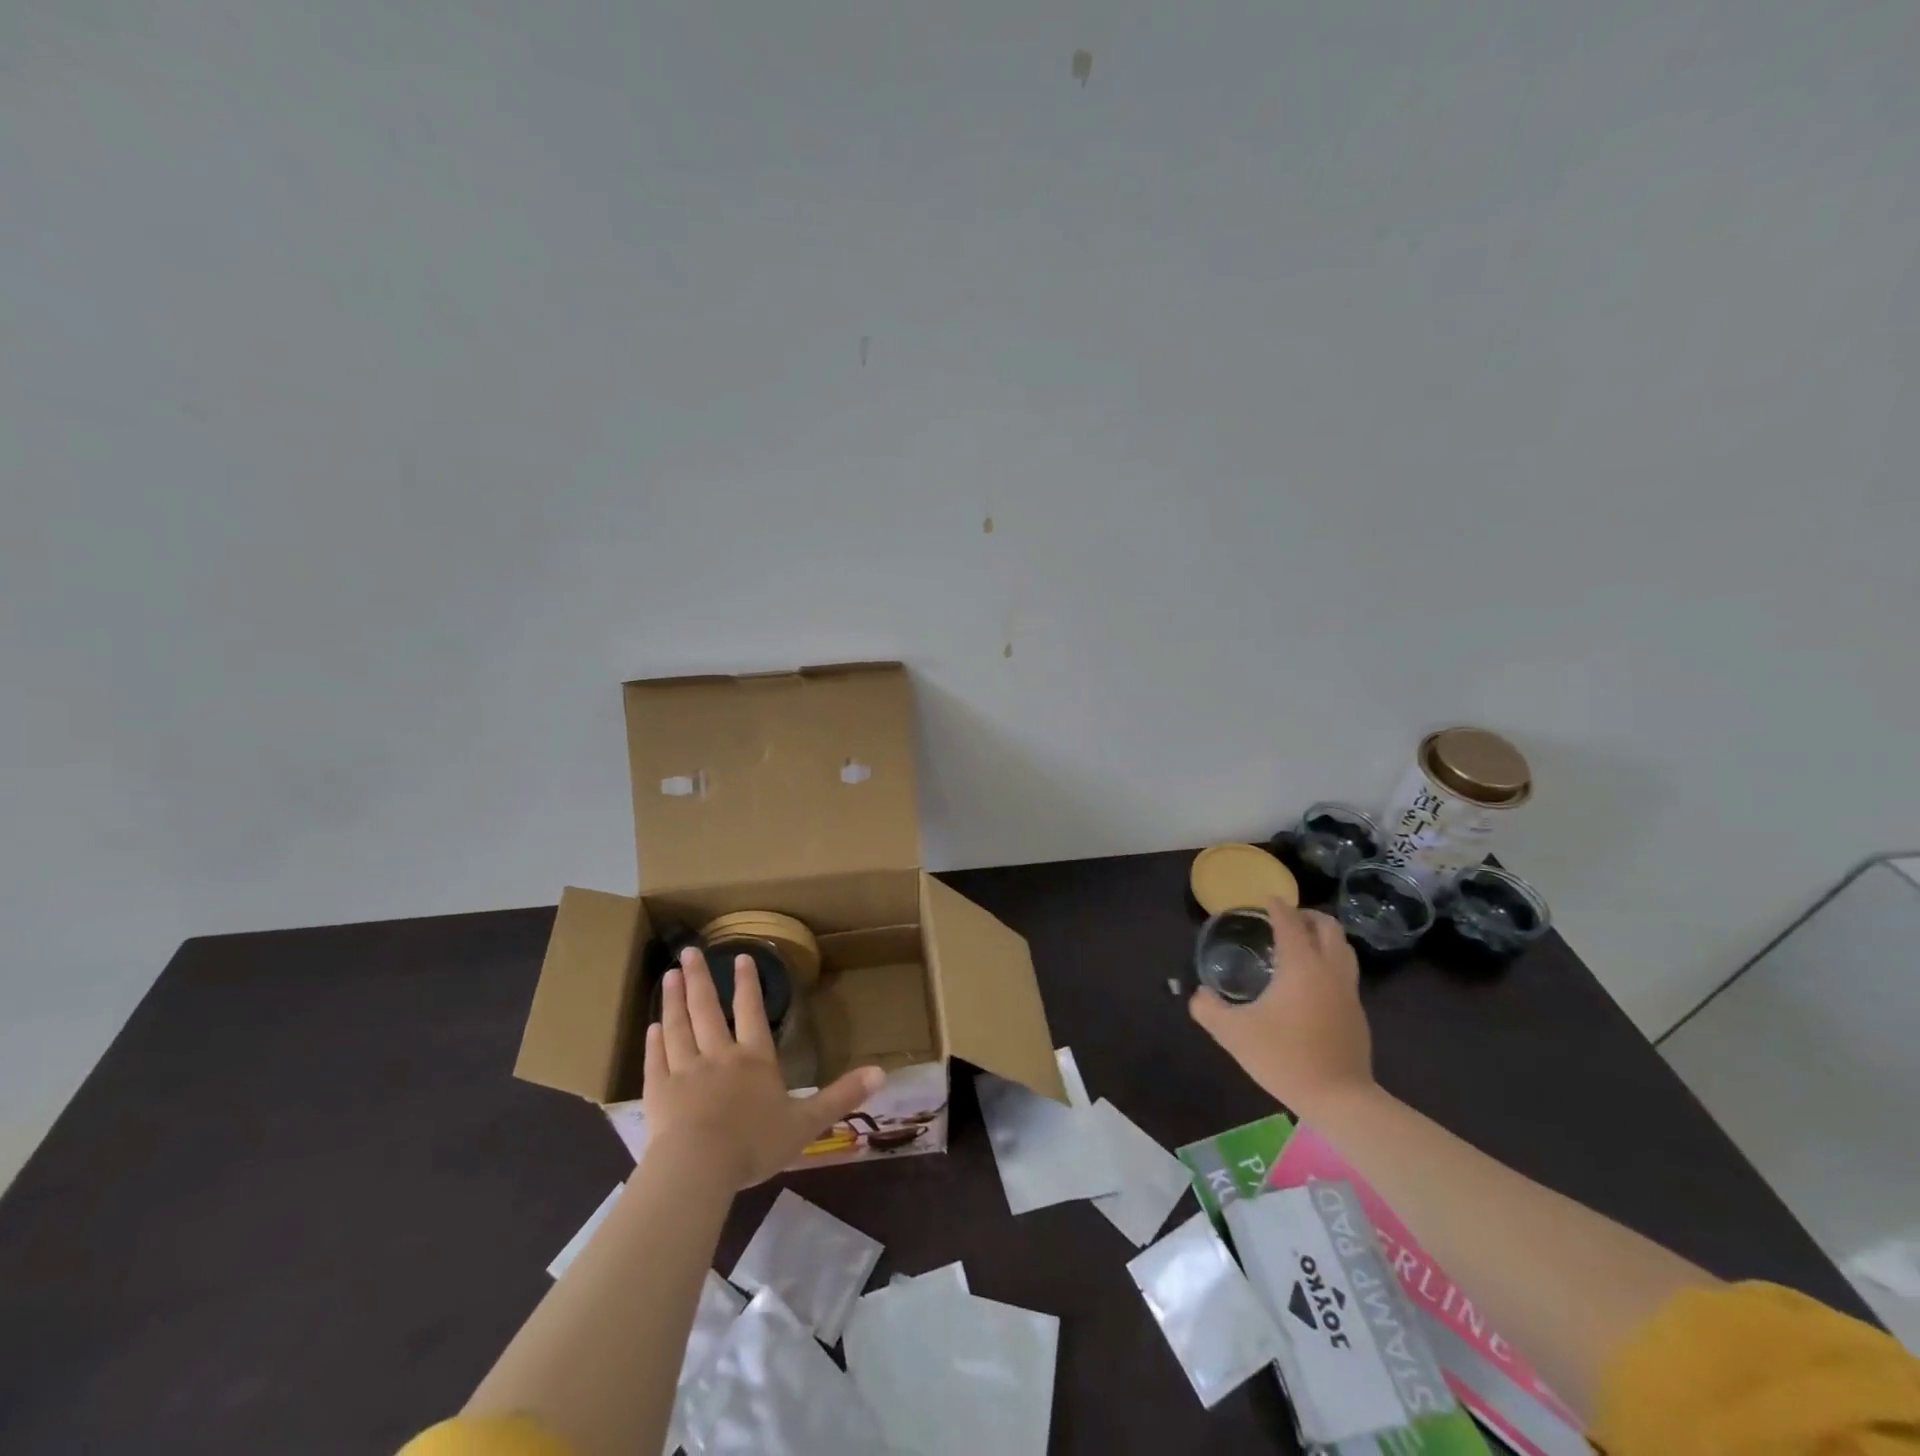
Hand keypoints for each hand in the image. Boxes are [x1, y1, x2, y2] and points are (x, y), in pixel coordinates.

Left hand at [643, 946, 884, 1189]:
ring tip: (668, 975)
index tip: (740, 957)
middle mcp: (719, 1055)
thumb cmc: (755, 1144)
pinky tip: (651, 1027)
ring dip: (673, 1000)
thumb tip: (883, 1072)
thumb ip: (841, 1095)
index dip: (748, 984)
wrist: (699, 1168)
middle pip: (707, 1010)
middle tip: (688, 951)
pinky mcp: (658, 1092)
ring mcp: (685, 1071)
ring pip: (678, 1027)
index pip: (752, 1012)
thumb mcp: (807, 1123)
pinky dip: (653, 1042)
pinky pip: (656, 1060)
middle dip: (700, 979)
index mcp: (754, 1060)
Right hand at [1189, 898, 1374, 1118]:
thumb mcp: (1233, 1034)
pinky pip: (1345, 974)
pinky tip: (1311, 983)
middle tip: (1287, 919)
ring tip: (1302, 944)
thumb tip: (1199, 995)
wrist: (1340, 1099)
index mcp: (1301, 966)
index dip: (1278, 907)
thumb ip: (1208, 1009)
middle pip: (1329, 928)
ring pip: (1343, 950)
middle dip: (1308, 916)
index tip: (1266, 899)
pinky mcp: (1357, 1014)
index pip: (1291, 923)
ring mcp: (1348, 992)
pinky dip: (1329, 963)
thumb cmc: (1284, 1057)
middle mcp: (1329, 971)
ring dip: (1324, 938)